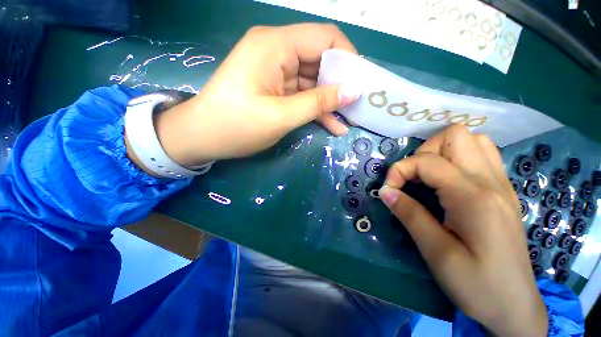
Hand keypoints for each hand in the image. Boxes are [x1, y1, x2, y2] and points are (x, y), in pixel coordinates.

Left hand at [150, 23, 359, 167]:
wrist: (202, 137)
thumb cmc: (237, 126)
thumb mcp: (281, 116)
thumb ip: (318, 102)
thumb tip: (353, 91)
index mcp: (275, 45)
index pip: (325, 38)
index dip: (348, 59)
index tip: (361, 84)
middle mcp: (276, 50)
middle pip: (320, 60)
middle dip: (340, 84)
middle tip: (357, 106)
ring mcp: (275, 70)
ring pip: (312, 81)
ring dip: (329, 102)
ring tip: (348, 121)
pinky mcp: (274, 88)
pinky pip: (302, 94)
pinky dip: (316, 108)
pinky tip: (332, 125)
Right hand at [379, 124, 547, 336]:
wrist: (514, 306)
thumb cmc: (476, 285)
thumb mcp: (435, 252)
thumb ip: (409, 214)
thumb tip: (385, 191)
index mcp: (473, 197)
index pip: (427, 162)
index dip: (399, 170)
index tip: (389, 191)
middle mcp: (491, 182)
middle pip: (455, 135)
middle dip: (423, 151)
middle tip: (412, 177)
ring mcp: (501, 184)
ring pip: (472, 140)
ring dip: (442, 151)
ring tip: (428, 175)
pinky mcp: (502, 191)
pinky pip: (481, 155)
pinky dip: (457, 158)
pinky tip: (447, 181)